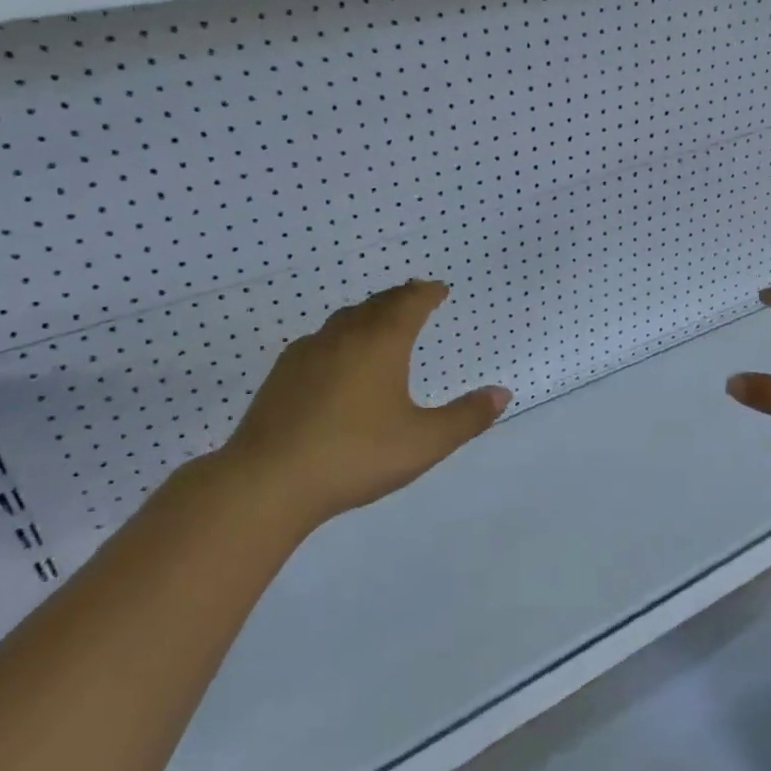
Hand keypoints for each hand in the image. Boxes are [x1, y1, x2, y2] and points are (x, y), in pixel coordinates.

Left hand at [212, 280, 509, 527]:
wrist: (268, 481)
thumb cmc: (355, 455)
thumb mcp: (423, 442)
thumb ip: (466, 418)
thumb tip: (502, 394)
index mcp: (381, 343)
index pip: (409, 302)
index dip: (427, 293)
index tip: (439, 289)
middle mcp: (344, 336)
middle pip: (376, 304)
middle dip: (399, 298)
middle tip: (414, 298)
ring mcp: (307, 352)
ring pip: (344, 319)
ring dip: (368, 314)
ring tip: (379, 323)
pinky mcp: (282, 374)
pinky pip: (320, 340)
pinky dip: (340, 337)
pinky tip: (336, 359)